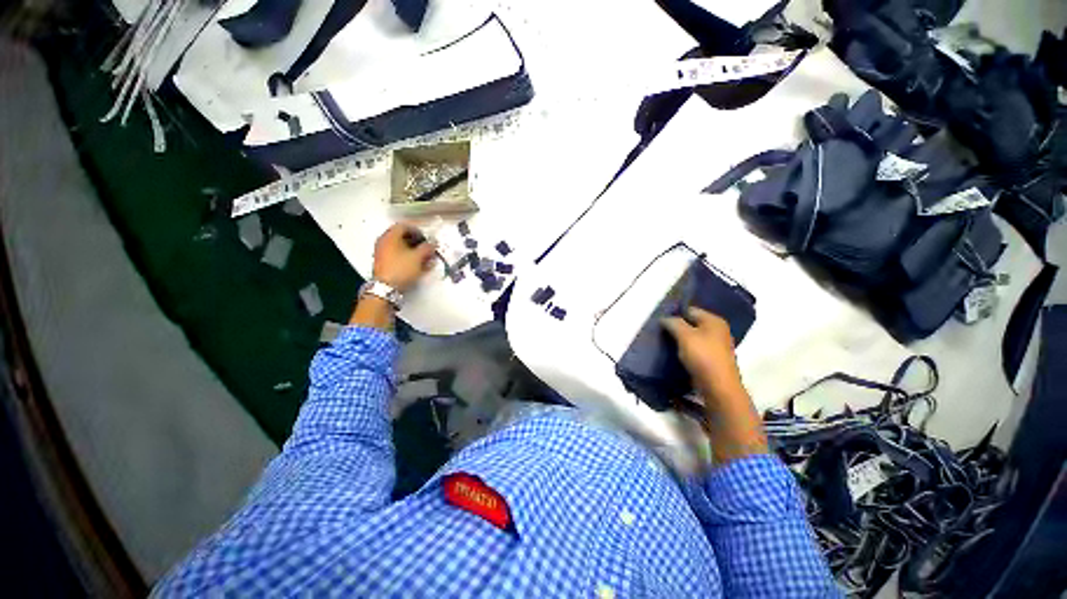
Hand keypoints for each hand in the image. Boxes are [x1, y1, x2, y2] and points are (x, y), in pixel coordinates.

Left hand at [372, 223, 436, 292]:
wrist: (386, 288)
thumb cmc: (401, 268)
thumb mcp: (418, 257)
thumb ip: (427, 248)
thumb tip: (433, 243)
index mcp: (390, 236)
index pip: (404, 226)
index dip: (417, 230)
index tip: (427, 238)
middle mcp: (384, 241)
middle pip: (402, 236)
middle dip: (417, 242)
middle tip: (427, 248)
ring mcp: (382, 253)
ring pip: (401, 247)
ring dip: (414, 251)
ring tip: (425, 258)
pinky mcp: (384, 263)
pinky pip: (398, 256)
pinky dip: (408, 258)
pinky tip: (418, 265)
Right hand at [662, 307, 766, 463]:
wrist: (719, 388)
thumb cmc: (702, 356)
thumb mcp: (684, 335)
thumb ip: (673, 323)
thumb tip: (665, 319)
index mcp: (714, 321)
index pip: (690, 310)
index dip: (675, 313)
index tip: (660, 321)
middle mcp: (718, 331)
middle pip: (692, 323)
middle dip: (677, 327)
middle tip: (661, 332)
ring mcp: (717, 346)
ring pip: (693, 337)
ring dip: (680, 340)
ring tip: (665, 343)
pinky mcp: (713, 360)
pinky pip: (696, 350)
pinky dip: (686, 350)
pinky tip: (676, 354)